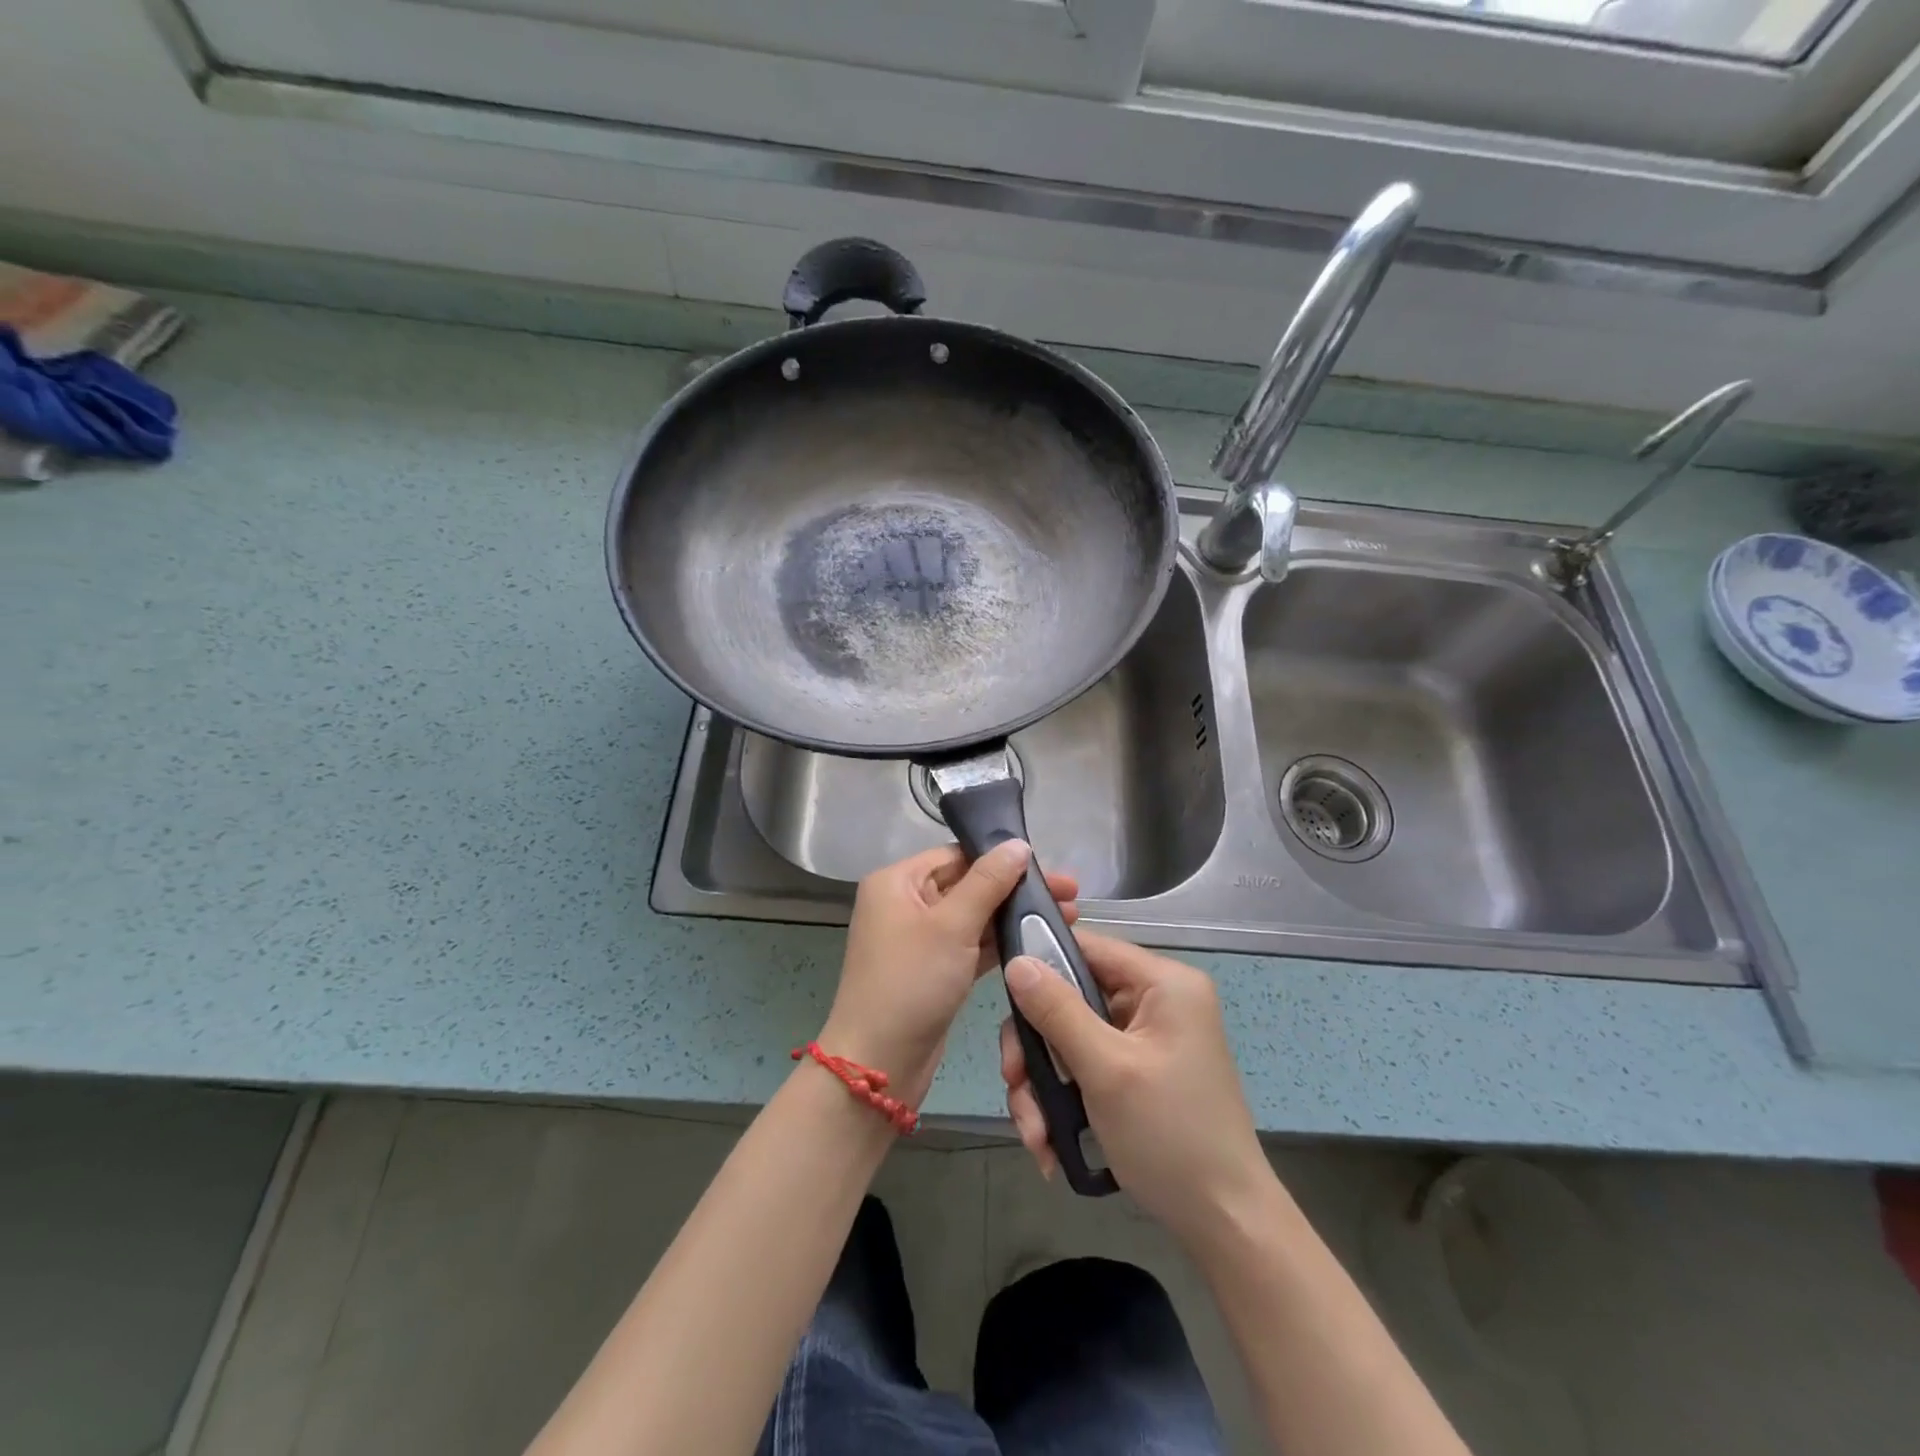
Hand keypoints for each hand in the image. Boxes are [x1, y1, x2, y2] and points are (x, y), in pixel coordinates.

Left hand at [821, 841, 1077, 1104]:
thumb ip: (988, 882)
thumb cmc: (911, 982)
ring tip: (1066, 917)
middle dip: (1016, 889)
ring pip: (974, 916)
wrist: (879, 1064)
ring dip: (1014, 916)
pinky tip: (1039, 942)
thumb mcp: (952, 926)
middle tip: (1071, 895)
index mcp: (897, 881)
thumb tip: (1017, 844)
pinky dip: (1001, 943)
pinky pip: (971, 945)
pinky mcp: (934, 969)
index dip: (1002, 858)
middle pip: (968, 884)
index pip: (956, 855)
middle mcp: (904, 903)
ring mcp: (919, 938)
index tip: (1048, 868)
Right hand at [1000, 932, 1268, 1243]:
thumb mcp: (1106, 1070)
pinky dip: (1062, 1101)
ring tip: (1035, 1134)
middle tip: (1014, 1081)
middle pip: (1070, 998)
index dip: (1041, 965)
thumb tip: (1017, 962)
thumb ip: (1057, 1012)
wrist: (1224, 1224)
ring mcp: (1145, 1039)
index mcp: (1163, 983)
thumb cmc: (1171, 1135)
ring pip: (1070, 1038)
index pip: (1088, 947)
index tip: (1005, 998)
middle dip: (1037, 1048)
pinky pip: (1084, 1067)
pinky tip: (1051, 1143)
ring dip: (1043, 1084)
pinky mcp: (1135, 1072)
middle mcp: (1155, 1001)